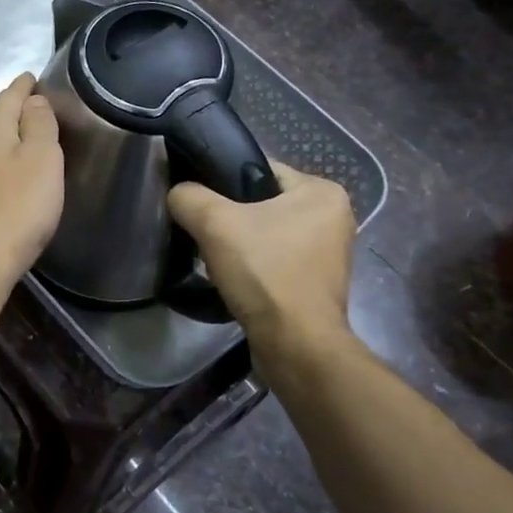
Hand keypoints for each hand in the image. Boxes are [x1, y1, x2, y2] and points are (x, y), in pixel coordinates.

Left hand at [0, 74, 63, 280]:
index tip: (34, 76)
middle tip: (38, 112)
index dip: (25, 85)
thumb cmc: (19, 203)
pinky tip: (6, 180)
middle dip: (15, 114)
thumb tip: (32, 100)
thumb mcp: (42, 156)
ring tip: (26, 146)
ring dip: (5, 144)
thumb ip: (39, 123)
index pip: (9, 95)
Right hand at [168, 160, 355, 350]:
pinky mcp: (317, 282)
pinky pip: (274, 259)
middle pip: (261, 202)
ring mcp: (328, 252)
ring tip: (214, 256)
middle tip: (203, 231)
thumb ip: (188, 196)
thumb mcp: (214, 223)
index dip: (221, 181)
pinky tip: (233, 277)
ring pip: (266, 232)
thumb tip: (178, 194)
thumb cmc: (264, 272)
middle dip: (230, 216)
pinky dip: (253, 265)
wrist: (295, 344)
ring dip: (239, 242)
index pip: (259, 169)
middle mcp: (334, 216)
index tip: (198, 201)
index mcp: (322, 192)